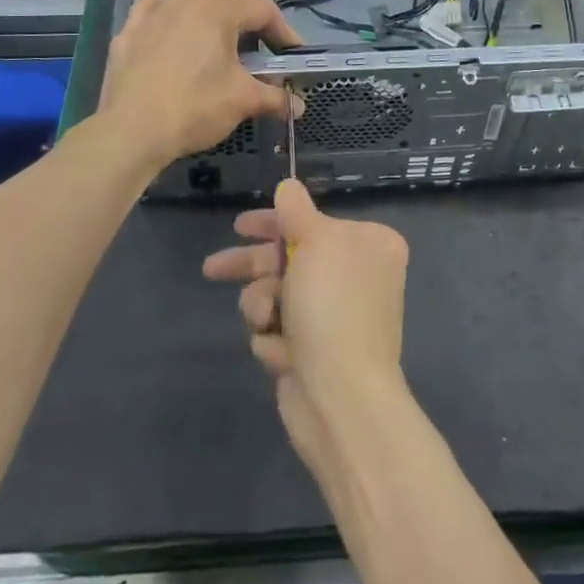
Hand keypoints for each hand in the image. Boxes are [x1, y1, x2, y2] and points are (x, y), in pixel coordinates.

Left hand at [96, 0, 299, 169]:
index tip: (292, 53)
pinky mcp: (129, 30)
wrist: (131, 130)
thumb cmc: (195, 107)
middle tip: (259, 27)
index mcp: (218, 9)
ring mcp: (153, 11)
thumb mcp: (243, 101)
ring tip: (216, 12)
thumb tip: (299, 106)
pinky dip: (169, 12)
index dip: (283, 31)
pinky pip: (153, 8)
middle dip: (247, 3)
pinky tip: (172, 28)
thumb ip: (275, 98)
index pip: (263, 10)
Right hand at [203, 179, 408, 473]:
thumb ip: (296, 211)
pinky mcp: (316, 352)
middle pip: (291, 258)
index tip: (240, 225)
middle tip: (214, 268)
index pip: (312, 221)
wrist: (341, 398)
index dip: (273, 223)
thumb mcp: (315, 242)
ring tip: (266, 321)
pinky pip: (279, 330)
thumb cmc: (332, 307)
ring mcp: (336, 316)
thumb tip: (288, 185)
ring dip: (262, 306)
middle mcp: (357, 276)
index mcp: (369, 245)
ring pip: (277, 295)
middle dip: (254, 268)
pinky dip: (273, 339)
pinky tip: (281, 353)